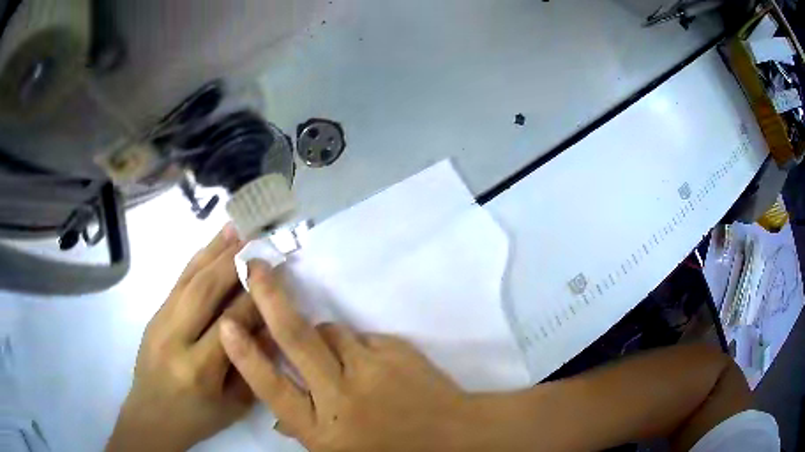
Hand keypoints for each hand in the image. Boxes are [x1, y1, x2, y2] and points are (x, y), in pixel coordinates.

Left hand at [107, 225, 263, 451]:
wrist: (152, 415)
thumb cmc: (198, 417)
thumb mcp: (235, 405)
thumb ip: (253, 365)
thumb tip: (269, 324)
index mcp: (198, 369)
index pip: (231, 323)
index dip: (256, 297)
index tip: (278, 276)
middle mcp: (175, 338)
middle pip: (205, 291)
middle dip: (235, 263)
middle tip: (260, 243)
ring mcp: (159, 321)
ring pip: (189, 279)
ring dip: (215, 252)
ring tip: (237, 231)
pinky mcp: (154, 314)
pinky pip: (178, 281)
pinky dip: (197, 260)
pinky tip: (211, 246)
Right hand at [219, 262, 476, 451]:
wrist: (451, 435)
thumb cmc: (388, 450)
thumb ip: (303, 429)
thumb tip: (277, 415)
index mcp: (321, 428)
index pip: (272, 388)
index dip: (245, 356)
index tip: (226, 325)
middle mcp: (340, 396)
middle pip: (296, 338)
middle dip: (269, 298)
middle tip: (255, 267)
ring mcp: (371, 369)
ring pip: (330, 331)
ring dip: (323, 337)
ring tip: (341, 363)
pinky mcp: (395, 350)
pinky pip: (360, 338)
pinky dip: (355, 347)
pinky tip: (373, 369)